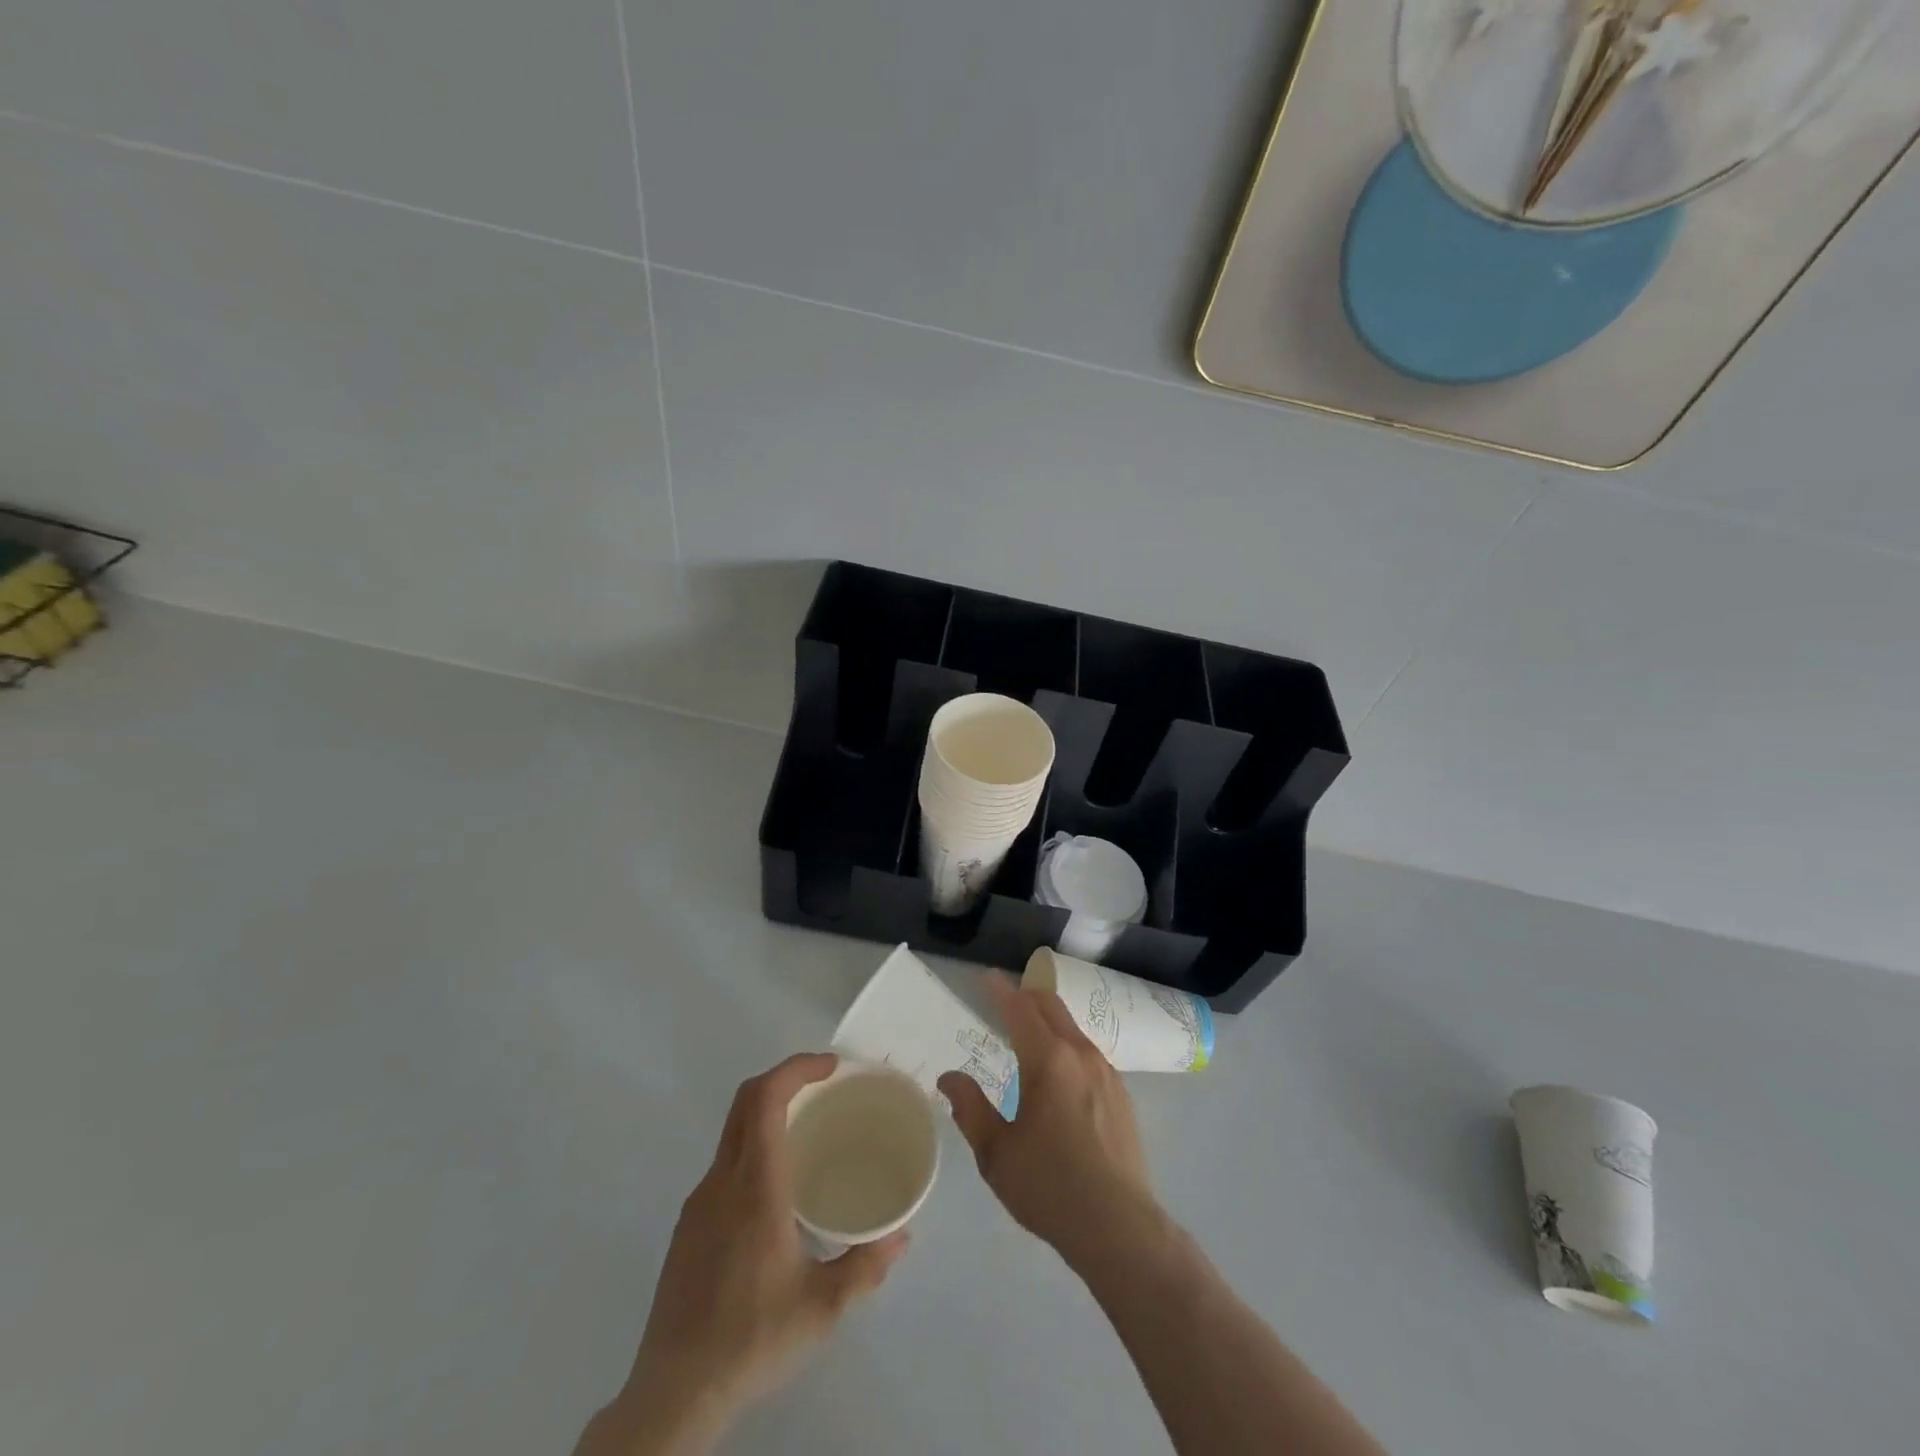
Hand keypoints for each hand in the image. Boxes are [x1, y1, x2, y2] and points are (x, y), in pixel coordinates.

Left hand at [582, 1053, 910, 1455]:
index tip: (832, 1067)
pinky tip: (778, 1189)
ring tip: (809, 1132)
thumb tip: (902, 1235)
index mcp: (754, 1187)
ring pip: (733, 1131)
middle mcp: (722, 1181)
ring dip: (769, 1112)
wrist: (673, 1394)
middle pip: (746, 1101)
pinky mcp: (688, 1226)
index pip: (766, 1099)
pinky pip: (725, 1163)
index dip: (797, 1068)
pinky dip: (754, 1146)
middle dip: (785, 1078)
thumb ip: (865, 1266)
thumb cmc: (751, 1340)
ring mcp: (699, 1202)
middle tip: (825, 1085)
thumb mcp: (821, 1308)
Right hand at [938, 976, 1159, 1268]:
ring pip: (1073, 1028)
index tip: (986, 977)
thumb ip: (970, 1108)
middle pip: (1052, 1007)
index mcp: (1048, 1060)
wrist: (1118, 1227)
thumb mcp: (996, 1152)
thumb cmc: (1048, 1186)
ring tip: (1029, 1034)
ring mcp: (1107, 1073)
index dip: (1001, 990)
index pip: (1020, 1009)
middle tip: (1005, 999)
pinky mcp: (1122, 1095)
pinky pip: (1089, 1052)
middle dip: (1027, 996)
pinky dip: (1067, 1044)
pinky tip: (1060, 1072)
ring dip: (1049, 1020)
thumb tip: (949, 1077)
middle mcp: (1080, 1054)